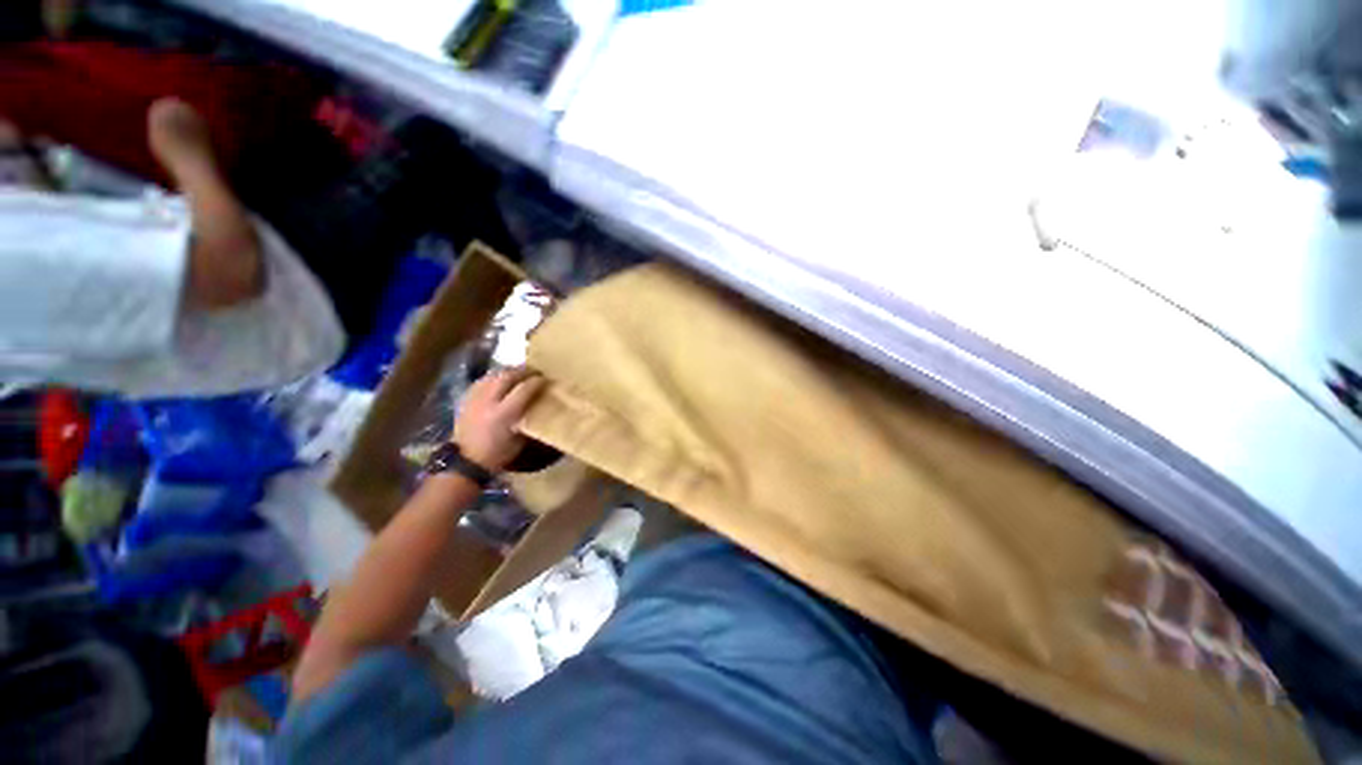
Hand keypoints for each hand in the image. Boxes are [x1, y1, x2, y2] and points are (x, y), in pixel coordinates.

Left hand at [454, 367, 546, 471]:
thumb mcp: (519, 439)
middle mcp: (489, 401)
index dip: (536, 381)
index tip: (546, 379)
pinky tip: (499, 380)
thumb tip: (538, 404)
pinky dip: (494, 378)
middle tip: (535, 372)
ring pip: (493, 376)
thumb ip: (528, 418)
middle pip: (507, 376)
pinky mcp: (466, 399)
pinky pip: (482, 381)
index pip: (524, 389)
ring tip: (519, 374)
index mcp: (504, 414)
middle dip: (523, 371)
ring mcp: (475, 399)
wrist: (465, 461)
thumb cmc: (497, 454)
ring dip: (508, 372)